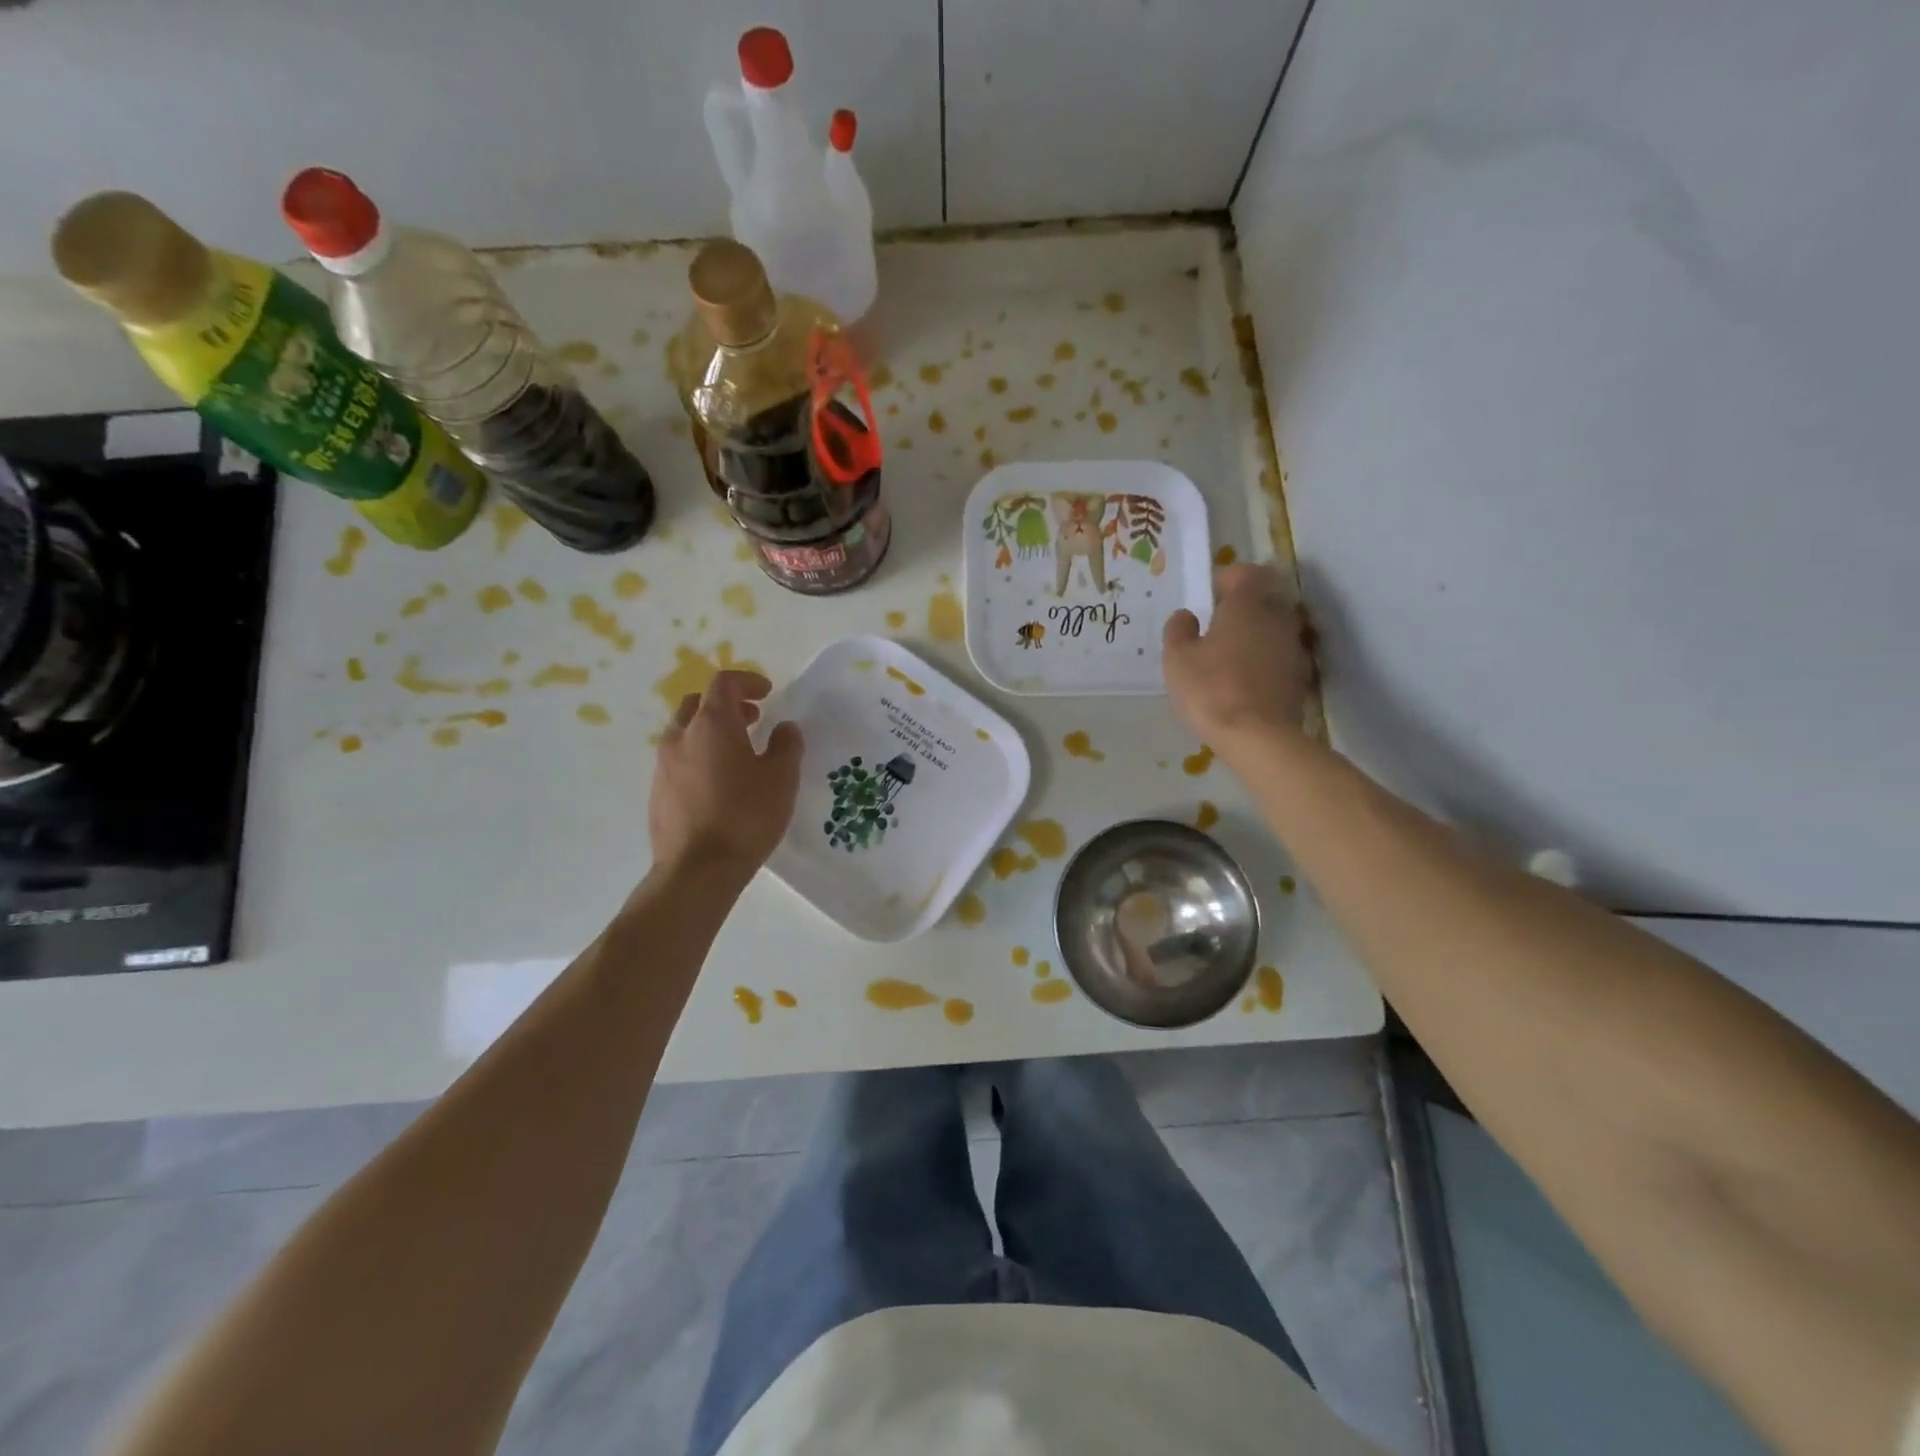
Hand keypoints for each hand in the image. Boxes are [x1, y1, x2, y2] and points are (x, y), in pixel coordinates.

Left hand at [649, 671, 802, 878]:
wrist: (697, 870)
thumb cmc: (746, 816)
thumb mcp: (781, 778)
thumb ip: (786, 745)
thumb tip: (784, 728)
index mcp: (712, 724)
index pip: (724, 683)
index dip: (747, 681)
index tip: (768, 692)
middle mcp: (680, 737)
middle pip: (698, 703)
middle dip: (727, 704)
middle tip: (753, 719)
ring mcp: (663, 765)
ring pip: (685, 732)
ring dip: (711, 731)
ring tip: (738, 753)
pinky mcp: (657, 793)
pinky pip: (678, 760)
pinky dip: (699, 756)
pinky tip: (719, 783)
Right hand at [1163, 563, 1315, 745]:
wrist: (1258, 736)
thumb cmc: (1211, 688)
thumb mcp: (1177, 658)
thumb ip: (1179, 629)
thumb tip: (1187, 615)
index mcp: (1247, 603)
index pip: (1245, 572)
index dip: (1226, 581)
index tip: (1209, 601)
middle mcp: (1278, 615)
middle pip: (1265, 597)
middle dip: (1243, 606)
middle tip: (1217, 628)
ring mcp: (1294, 645)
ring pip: (1274, 626)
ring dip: (1255, 634)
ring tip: (1230, 657)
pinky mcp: (1301, 674)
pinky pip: (1280, 654)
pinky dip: (1265, 659)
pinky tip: (1246, 680)